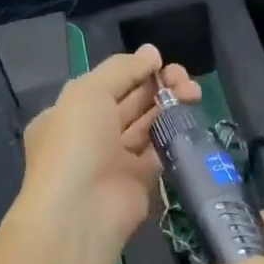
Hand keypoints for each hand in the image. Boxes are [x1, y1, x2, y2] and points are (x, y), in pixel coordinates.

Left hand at [19, 44, 199, 251]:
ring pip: (147, 125)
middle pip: (129, 103)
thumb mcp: (89, 92)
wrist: (82, 210)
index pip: (106, 85)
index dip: (134, 71)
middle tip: (185, 78)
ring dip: (169, 106)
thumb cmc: (76, 143)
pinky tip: (190, 119)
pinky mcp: (139, 181)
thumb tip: (152, 53)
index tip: (161, 61)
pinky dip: (174, 135)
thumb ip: (121, 70)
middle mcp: (91, 136)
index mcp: (70, 113)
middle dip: (157, 86)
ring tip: (194, 92)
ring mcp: (115, 160)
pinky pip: (159, 152)